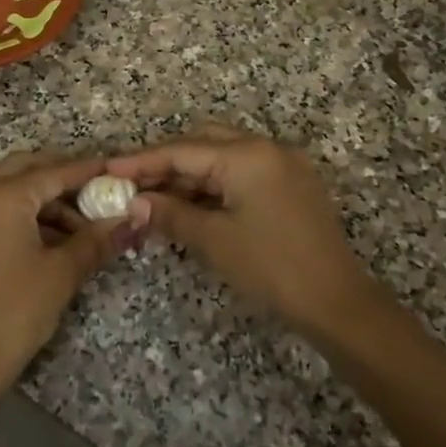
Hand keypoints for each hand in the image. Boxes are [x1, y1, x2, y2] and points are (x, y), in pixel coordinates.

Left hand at [0, 150, 143, 401]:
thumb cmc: (14, 312)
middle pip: (27, 169)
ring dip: (45, 199)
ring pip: (10, 188)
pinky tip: (54, 237)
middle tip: (98, 193)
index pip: (53, 172)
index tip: (116, 169)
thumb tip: (133, 218)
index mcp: (0, 196)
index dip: (88, 170)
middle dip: (63, 177)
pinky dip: (24, 213)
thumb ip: (98, 238)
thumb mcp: (62, 272)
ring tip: (82, 226)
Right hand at [107, 128, 374, 336]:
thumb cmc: (271, 267)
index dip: (142, 161)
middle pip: (203, 144)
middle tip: (133, 186)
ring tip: (155, 199)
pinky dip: (215, 186)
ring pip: (223, 158)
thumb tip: (134, 204)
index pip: (182, 151)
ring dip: (190, 176)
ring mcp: (283, 165)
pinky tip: (192, 206)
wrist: (337, 302)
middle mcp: (267, 148)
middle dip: (166, 164)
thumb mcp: (214, 240)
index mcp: (247, 155)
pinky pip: (243, 173)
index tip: (108, 168)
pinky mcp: (292, 185)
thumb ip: (170, 214)